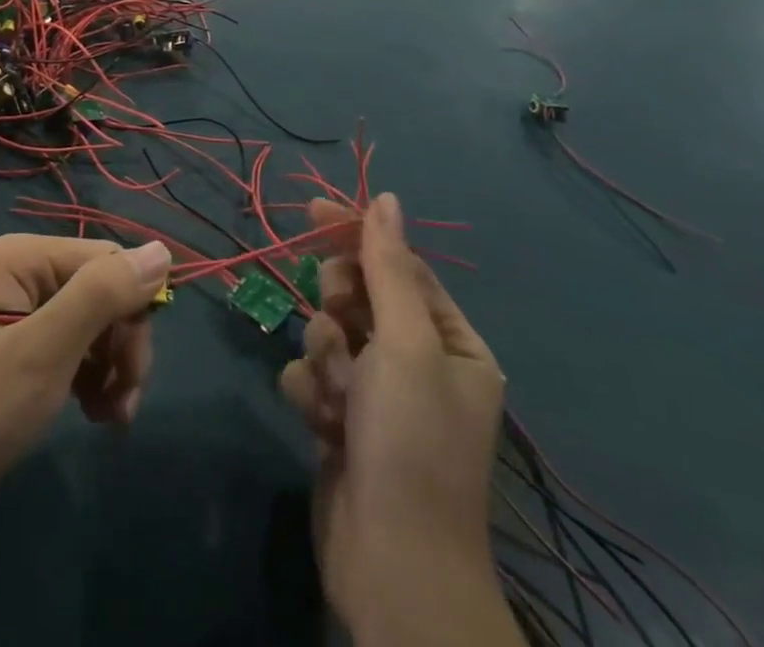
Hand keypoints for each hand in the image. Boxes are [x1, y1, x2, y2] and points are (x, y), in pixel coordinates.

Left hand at [0, 235, 171, 526]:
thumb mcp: (43, 353)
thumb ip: (101, 296)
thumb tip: (162, 250)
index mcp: (23, 256)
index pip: (108, 260)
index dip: (133, 311)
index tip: (134, 376)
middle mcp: (22, 270)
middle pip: (102, 290)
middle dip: (122, 346)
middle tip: (123, 406)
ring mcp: (17, 308)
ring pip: (92, 321)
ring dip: (111, 367)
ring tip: (110, 419)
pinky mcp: (16, 344)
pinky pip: (71, 345)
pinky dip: (90, 377)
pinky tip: (93, 413)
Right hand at [280, 194, 516, 646]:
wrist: (390, 563)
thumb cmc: (411, 439)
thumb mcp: (405, 342)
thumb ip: (388, 266)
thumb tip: (387, 199)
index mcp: (452, 343)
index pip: (399, 266)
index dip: (356, 235)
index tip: (311, 212)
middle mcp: (418, 364)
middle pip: (358, 297)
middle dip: (339, 308)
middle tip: (339, 328)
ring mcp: (378, 394)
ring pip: (327, 334)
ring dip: (325, 359)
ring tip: (339, 399)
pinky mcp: (342, 421)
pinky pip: (312, 376)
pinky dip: (313, 394)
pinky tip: (324, 426)